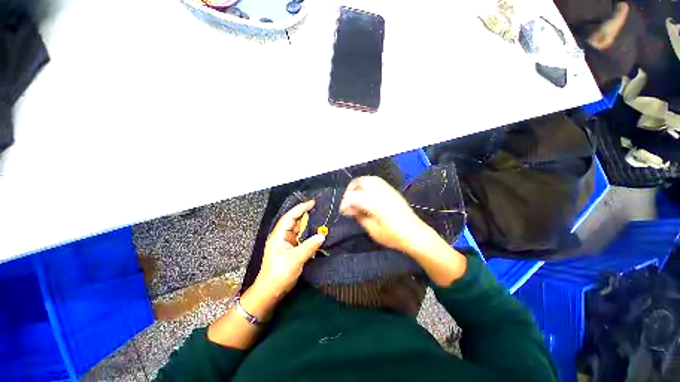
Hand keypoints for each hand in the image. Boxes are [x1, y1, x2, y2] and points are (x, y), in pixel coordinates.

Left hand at [254, 200, 325, 300]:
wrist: (271, 291)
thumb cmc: (279, 273)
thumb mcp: (295, 259)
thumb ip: (309, 246)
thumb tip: (322, 235)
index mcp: (279, 235)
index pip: (290, 217)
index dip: (300, 208)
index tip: (312, 203)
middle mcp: (282, 236)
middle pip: (294, 221)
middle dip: (305, 214)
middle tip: (318, 208)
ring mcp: (287, 243)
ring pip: (298, 229)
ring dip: (308, 224)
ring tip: (320, 217)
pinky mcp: (291, 249)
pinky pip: (301, 237)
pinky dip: (308, 234)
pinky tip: (316, 231)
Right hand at [340, 176, 466, 285]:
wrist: (415, 234)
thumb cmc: (393, 236)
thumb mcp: (373, 230)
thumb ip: (360, 217)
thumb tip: (351, 209)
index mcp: (374, 203)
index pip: (353, 196)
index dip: (345, 203)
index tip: (343, 211)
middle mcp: (380, 192)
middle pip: (361, 182)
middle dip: (351, 189)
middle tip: (348, 200)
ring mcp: (388, 190)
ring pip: (369, 179)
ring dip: (359, 185)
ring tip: (356, 195)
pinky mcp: (392, 191)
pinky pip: (377, 181)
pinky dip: (368, 184)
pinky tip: (367, 194)